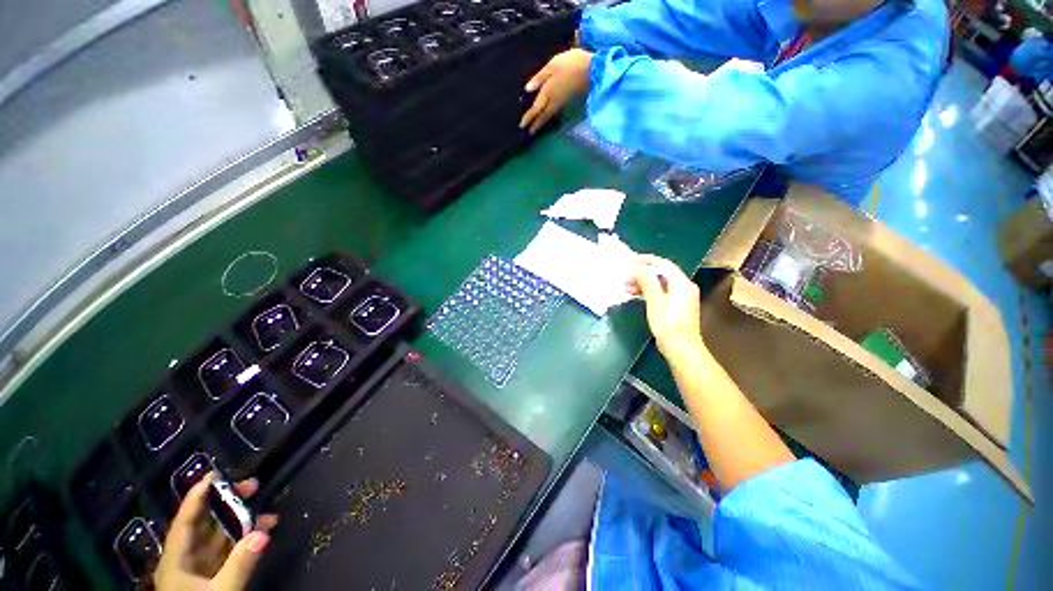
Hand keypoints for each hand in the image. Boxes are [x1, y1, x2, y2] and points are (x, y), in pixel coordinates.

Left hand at [154, 474, 277, 590]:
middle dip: (228, 504)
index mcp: (177, 559)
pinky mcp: (213, 577)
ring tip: (267, 510)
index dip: (198, 496)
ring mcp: (200, 569)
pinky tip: (263, 533)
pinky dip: (246, 540)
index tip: (216, 473)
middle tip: (253, 485)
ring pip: (220, 537)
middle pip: (205, 524)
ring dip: (243, 522)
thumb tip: (264, 532)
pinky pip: (230, 551)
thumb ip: (239, 565)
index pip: (186, 520)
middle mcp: (186, 559)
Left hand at [520, 49, 592, 132]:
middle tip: (530, 132)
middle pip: (543, 115)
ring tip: (537, 126)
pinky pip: (556, 111)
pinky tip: (549, 115)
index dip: (529, 117)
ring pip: (550, 115)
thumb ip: (540, 78)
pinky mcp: (569, 101)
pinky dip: (550, 116)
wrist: (594, 70)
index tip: (522, 125)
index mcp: (548, 92)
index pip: (536, 108)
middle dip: (536, 124)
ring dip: (543, 122)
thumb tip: (527, 90)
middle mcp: (554, 101)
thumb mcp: (553, 65)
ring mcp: (563, 102)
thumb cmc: (572, 64)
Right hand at [627, 255, 705, 361]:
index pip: (662, 264)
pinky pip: (660, 292)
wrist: (681, 348)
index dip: (644, 260)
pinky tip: (634, 294)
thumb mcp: (655, 300)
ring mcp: (680, 297)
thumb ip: (647, 281)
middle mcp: (683, 287)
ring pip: (659, 283)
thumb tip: (638, 269)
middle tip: (624, 276)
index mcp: (681, 283)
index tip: (628, 260)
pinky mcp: (675, 307)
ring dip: (642, 283)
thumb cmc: (668, 324)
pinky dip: (647, 292)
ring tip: (626, 286)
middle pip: (660, 273)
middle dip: (641, 273)